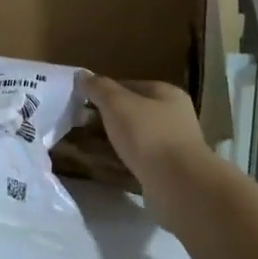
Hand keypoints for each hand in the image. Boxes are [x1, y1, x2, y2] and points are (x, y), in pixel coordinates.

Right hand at [84, 77, 210, 197]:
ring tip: (85, 148)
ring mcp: (172, 144)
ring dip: (111, 141)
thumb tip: (82, 75)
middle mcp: (173, 116)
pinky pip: (137, 159)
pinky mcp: (167, 169)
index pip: (128, 85)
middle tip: (79, 127)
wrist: (178, 183)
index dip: (103, 92)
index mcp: (166, 94)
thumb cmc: (148, 135)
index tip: (80, 104)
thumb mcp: (117, 104)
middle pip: (131, 112)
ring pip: (133, 137)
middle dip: (105, 119)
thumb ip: (99, 87)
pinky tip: (103, 166)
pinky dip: (120, 160)